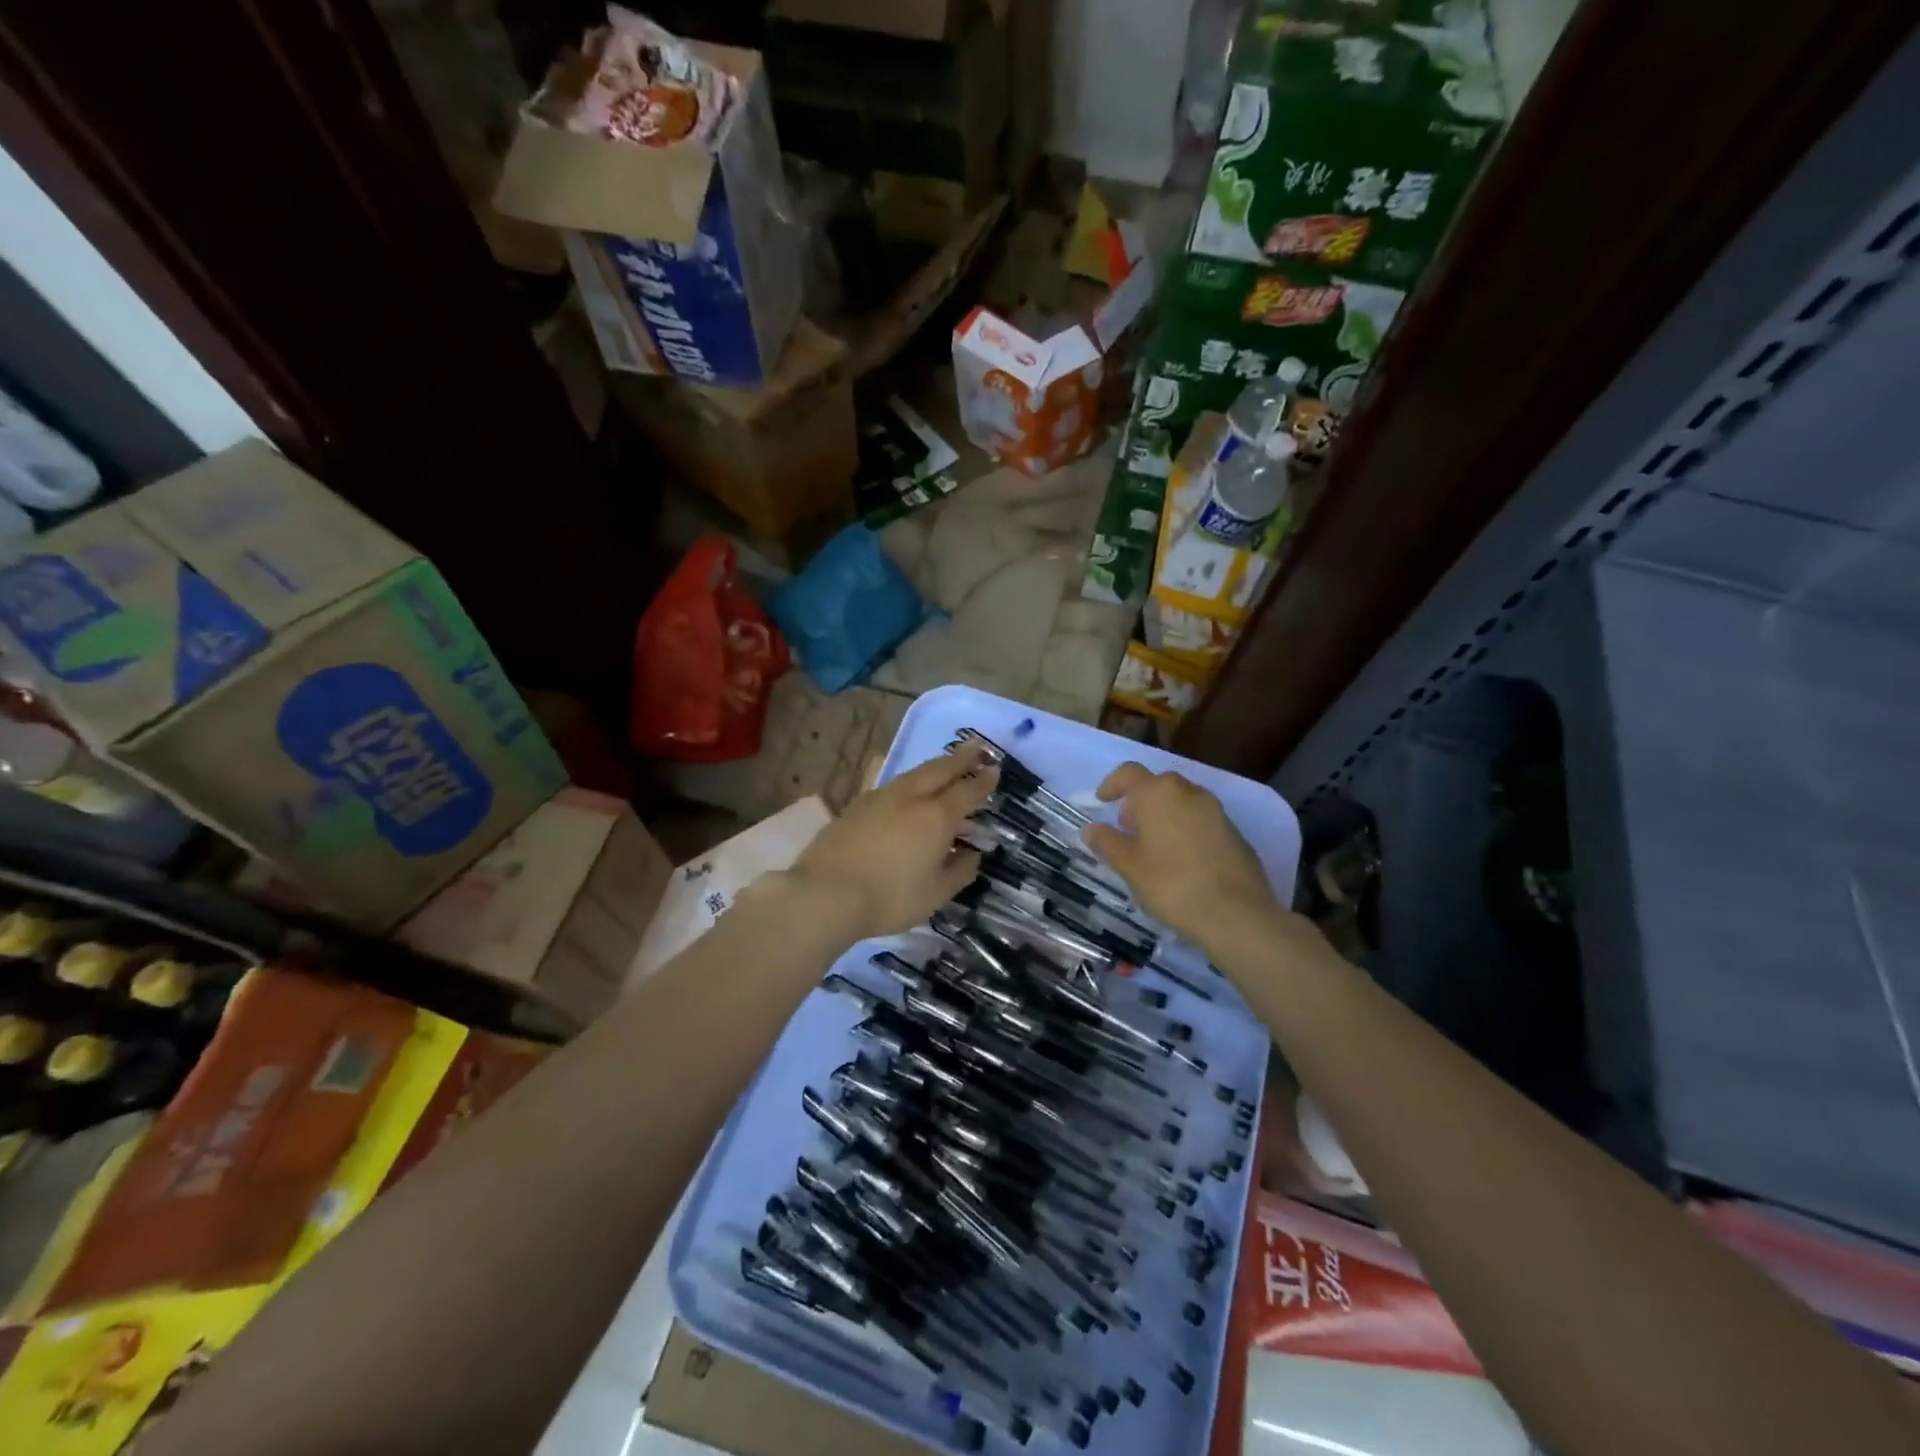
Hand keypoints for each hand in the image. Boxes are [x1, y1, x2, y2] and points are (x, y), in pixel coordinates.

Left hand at [787, 742, 997, 939]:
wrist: (825, 893)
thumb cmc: (889, 898)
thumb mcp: (935, 894)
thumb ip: (959, 871)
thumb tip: (972, 854)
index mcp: (937, 817)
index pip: (967, 792)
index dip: (983, 781)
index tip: (995, 770)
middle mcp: (911, 798)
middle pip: (940, 770)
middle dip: (961, 758)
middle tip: (977, 748)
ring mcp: (880, 797)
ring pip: (913, 773)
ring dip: (934, 766)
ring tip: (944, 764)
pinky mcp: (856, 805)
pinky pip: (891, 784)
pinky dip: (908, 781)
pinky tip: (905, 787)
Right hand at [1082, 763, 1278, 947]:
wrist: (1236, 914)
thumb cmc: (1171, 884)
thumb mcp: (1129, 866)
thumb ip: (1107, 842)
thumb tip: (1090, 829)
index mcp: (1159, 793)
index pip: (1129, 773)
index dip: (1112, 784)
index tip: (1102, 802)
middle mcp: (1189, 792)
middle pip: (1158, 786)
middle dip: (1139, 802)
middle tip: (1127, 829)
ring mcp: (1217, 811)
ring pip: (1182, 803)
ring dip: (1164, 816)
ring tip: (1153, 848)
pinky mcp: (1235, 832)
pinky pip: (1201, 821)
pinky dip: (1186, 830)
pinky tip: (1182, 861)